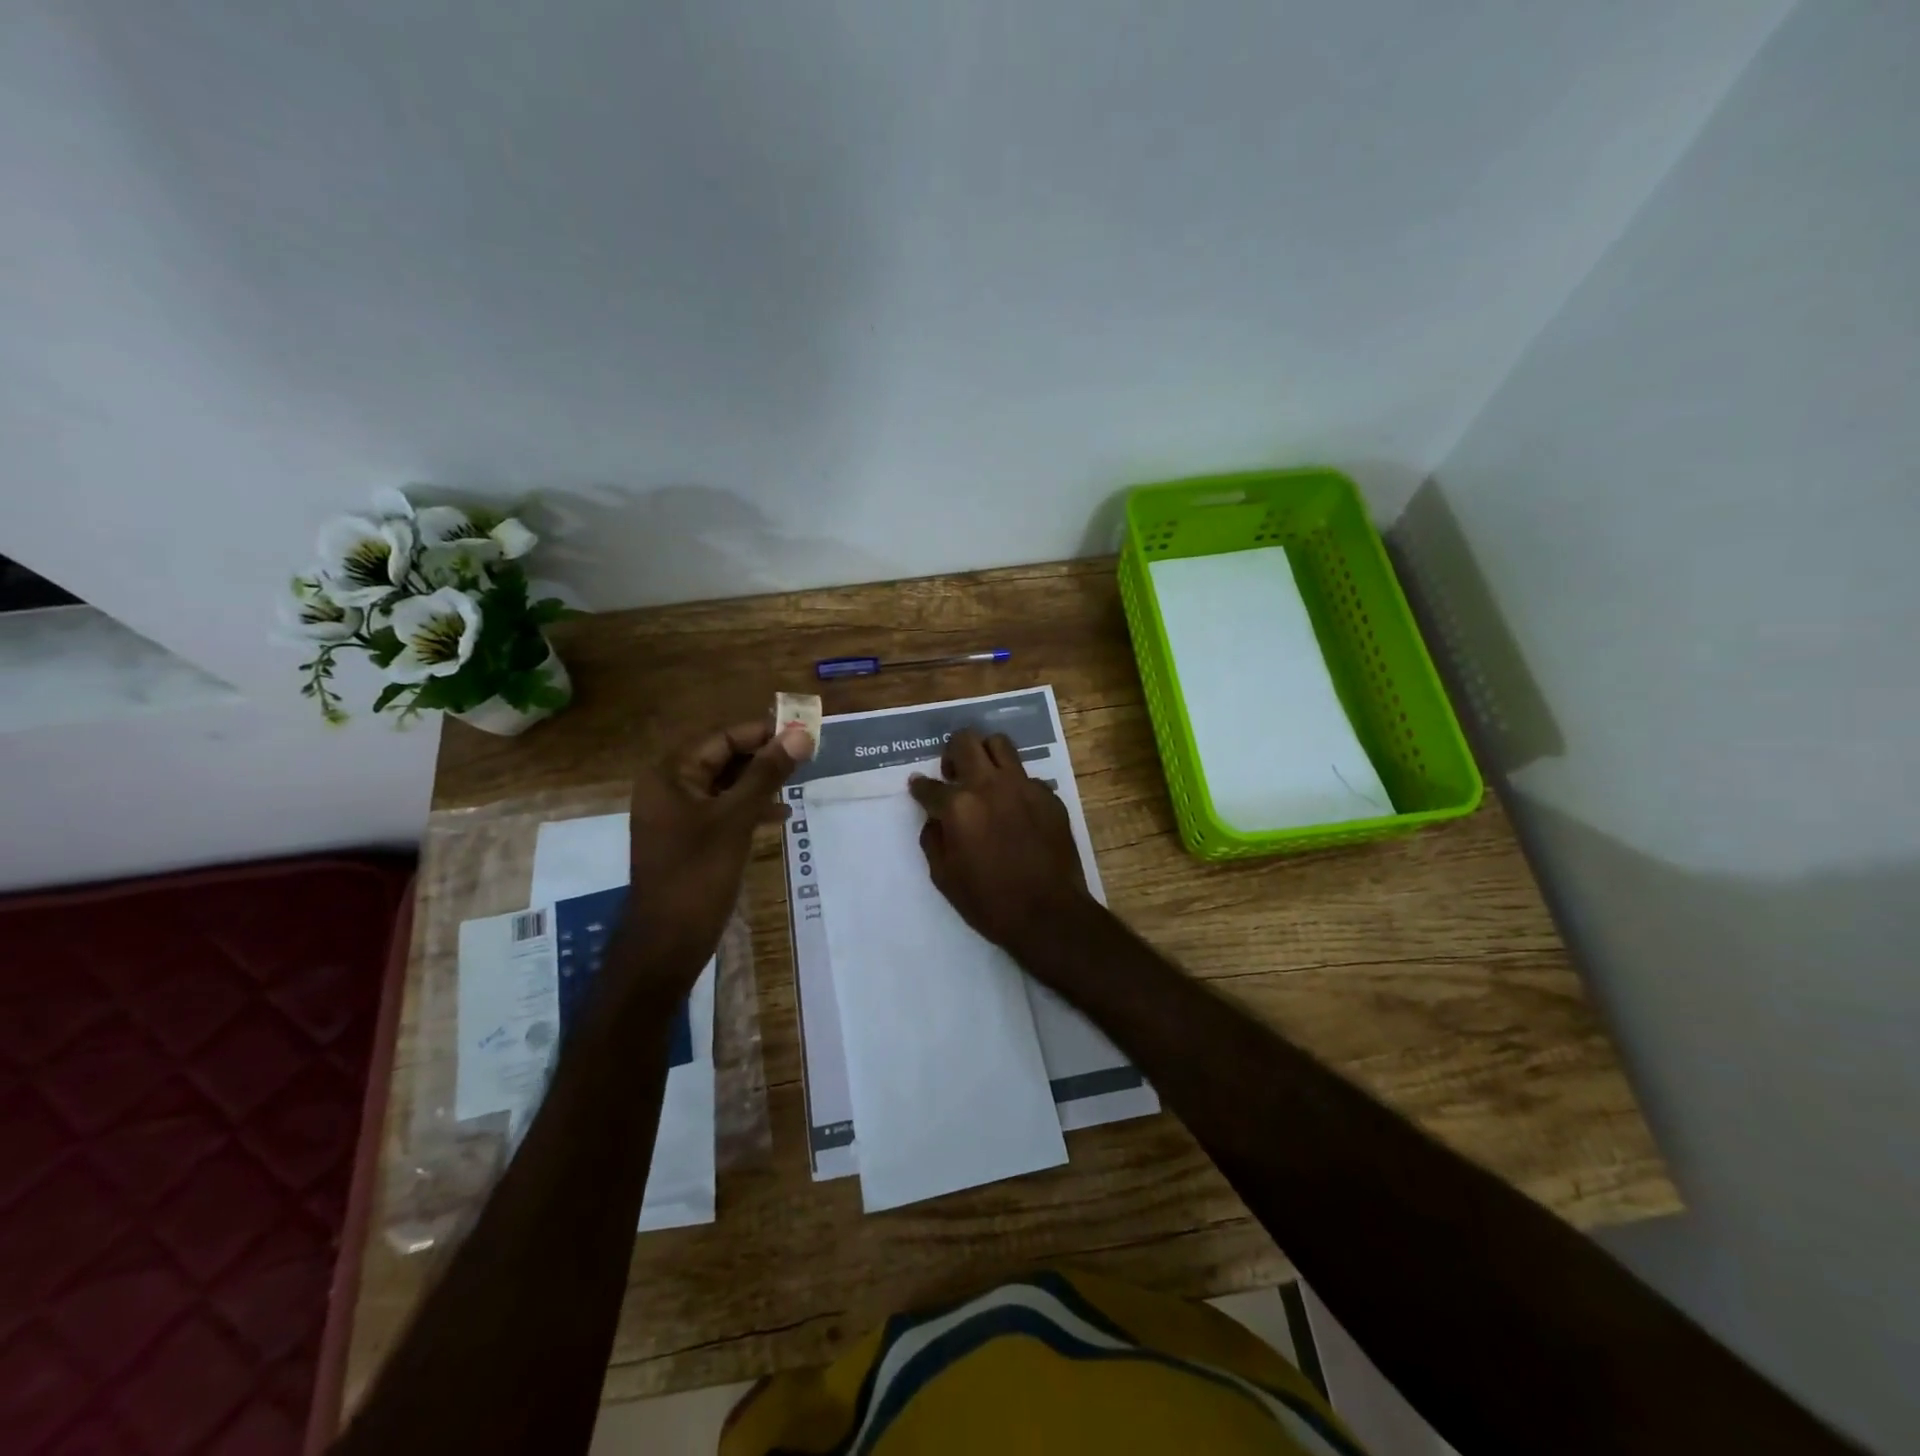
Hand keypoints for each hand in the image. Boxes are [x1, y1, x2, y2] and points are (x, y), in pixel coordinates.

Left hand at [618, 718, 810, 999]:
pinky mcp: (689, 838)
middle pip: (722, 757)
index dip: (763, 731)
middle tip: (806, 755)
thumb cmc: (698, 874)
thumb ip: (768, 774)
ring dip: (760, 781)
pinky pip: (722, 809)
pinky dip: (749, 807)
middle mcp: (670, 787)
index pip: (722, 737)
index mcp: (671, 774)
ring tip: (798, 781)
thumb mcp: (737, 818)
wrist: (667, 942)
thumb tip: (801, 735)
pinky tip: (780, 815)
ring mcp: (677, 815)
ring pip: (725, 784)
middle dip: (763, 756)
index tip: (803, 732)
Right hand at [908, 728, 1094, 953]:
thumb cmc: (989, 902)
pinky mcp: (1049, 795)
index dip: (919, 787)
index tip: (919, 787)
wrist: (1049, 913)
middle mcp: (989, 785)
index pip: (928, 785)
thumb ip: (933, 839)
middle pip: (964, 741)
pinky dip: (1014, 785)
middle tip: (953, 772)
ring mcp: (1023, 786)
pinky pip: (1026, 776)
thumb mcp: (944, 877)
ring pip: (1000, 743)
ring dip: (985, 754)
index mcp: (958, 806)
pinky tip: (1015, 808)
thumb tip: (934, 819)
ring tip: (984, 775)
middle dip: (952, 752)